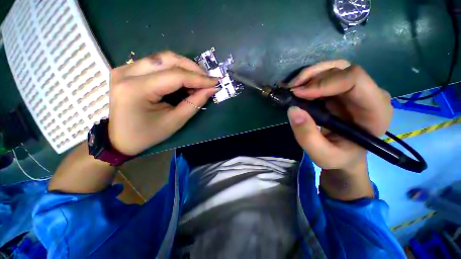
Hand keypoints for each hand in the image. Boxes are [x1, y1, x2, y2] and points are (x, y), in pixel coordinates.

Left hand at [109, 51, 217, 155]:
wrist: (120, 139)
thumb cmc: (147, 135)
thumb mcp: (175, 122)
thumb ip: (194, 103)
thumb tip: (210, 89)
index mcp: (136, 90)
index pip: (175, 76)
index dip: (198, 78)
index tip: (215, 81)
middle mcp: (126, 73)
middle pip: (167, 59)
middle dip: (193, 68)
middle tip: (208, 79)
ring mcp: (124, 68)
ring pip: (162, 58)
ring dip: (185, 67)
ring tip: (198, 81)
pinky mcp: (127, 70)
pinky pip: (156, 63)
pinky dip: (174, 69)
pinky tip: (184, 80)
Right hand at [287, 60, 392, 172]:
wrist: (344, 155)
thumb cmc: (339, 157)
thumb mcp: (322, 155)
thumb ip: (307, 136)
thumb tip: (293, 110)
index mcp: (375, 110)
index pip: (355, 80)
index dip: (324, 83)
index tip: (298, 94)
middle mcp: (369, 93)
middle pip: (342, 70)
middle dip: (313, 77)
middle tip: (291, 89)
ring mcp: (356, 89)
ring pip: (333, 68)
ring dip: (309, 76)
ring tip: (291, 88)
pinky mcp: (342, 90)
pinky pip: (325, 76)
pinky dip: (308, 79)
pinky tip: (296, 88)